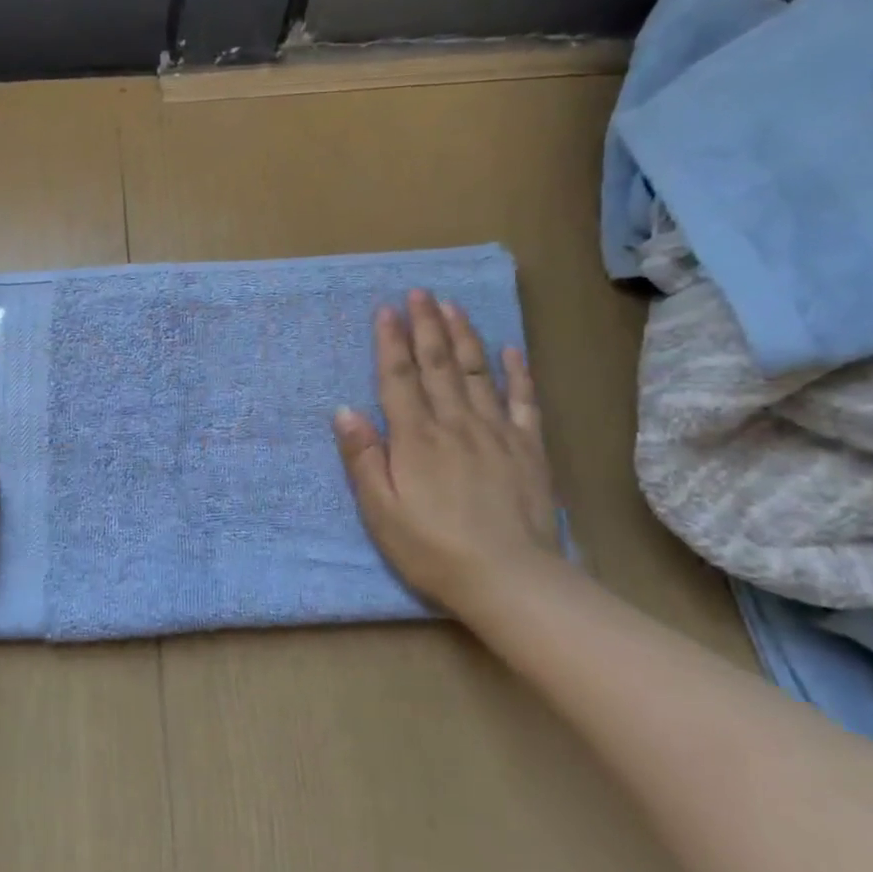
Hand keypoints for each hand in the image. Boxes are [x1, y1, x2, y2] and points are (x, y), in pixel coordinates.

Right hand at [334, 290, 561, 620]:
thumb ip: (363, 458)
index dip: (390, 342)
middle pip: (438, 365)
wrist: (509, 579)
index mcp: (416, 438)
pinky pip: (523, 401)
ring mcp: (496, 432)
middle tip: (420, 292)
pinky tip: (510, 350)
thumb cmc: (432, 549)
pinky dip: (517, 373)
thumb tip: (345, 410)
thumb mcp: (380, 512)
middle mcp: (455, 423)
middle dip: (426, 325)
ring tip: (453, 306)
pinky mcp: (528, 448)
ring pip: (477, 372)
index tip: (386, 309)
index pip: (398, 378)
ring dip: (464, 336)